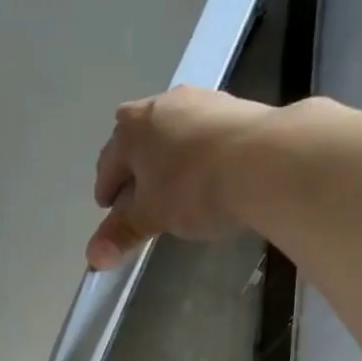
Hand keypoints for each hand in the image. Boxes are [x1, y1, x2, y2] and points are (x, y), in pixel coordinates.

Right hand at [88, 86, 274, 268]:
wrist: (268, 160)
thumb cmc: (193, 187)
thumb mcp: (151, 217)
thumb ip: (122, 234)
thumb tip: (93, 259)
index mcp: (132, 127)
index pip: (108, 162)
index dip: (106, 190)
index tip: (109, 210)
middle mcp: (163, 104)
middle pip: (139, 143)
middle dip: (135, 170)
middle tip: (138, 199)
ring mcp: (203, 101)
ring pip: (173, 136)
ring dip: (168, 161)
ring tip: (175, 190)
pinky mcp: (238, 108)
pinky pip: (205, 136)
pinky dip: (198, 157)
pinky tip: (209, 179)